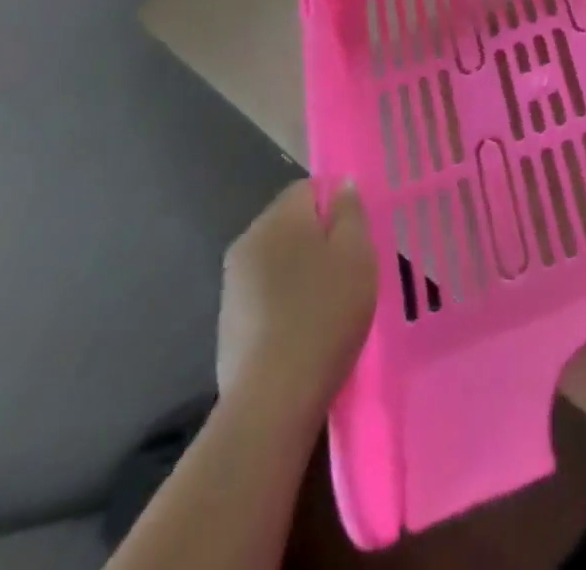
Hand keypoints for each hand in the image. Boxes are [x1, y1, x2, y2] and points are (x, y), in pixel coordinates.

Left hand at [216, 180, 377, 424]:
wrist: (273, 398)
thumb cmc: (326, 311)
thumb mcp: (357, 252)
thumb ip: (349, 211)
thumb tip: (340, 186)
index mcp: (278, 219)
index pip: (308, 188)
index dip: (335, 204)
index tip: (356, 233)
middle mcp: (247, 243)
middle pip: (290, 223)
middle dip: (318, 237)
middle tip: (349, 265)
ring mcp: (232, 286)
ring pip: (277, 259)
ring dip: (302, 269)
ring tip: (331, 298)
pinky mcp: (228, 324)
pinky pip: (265, 293)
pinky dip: (285, 300)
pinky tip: (306, 326)